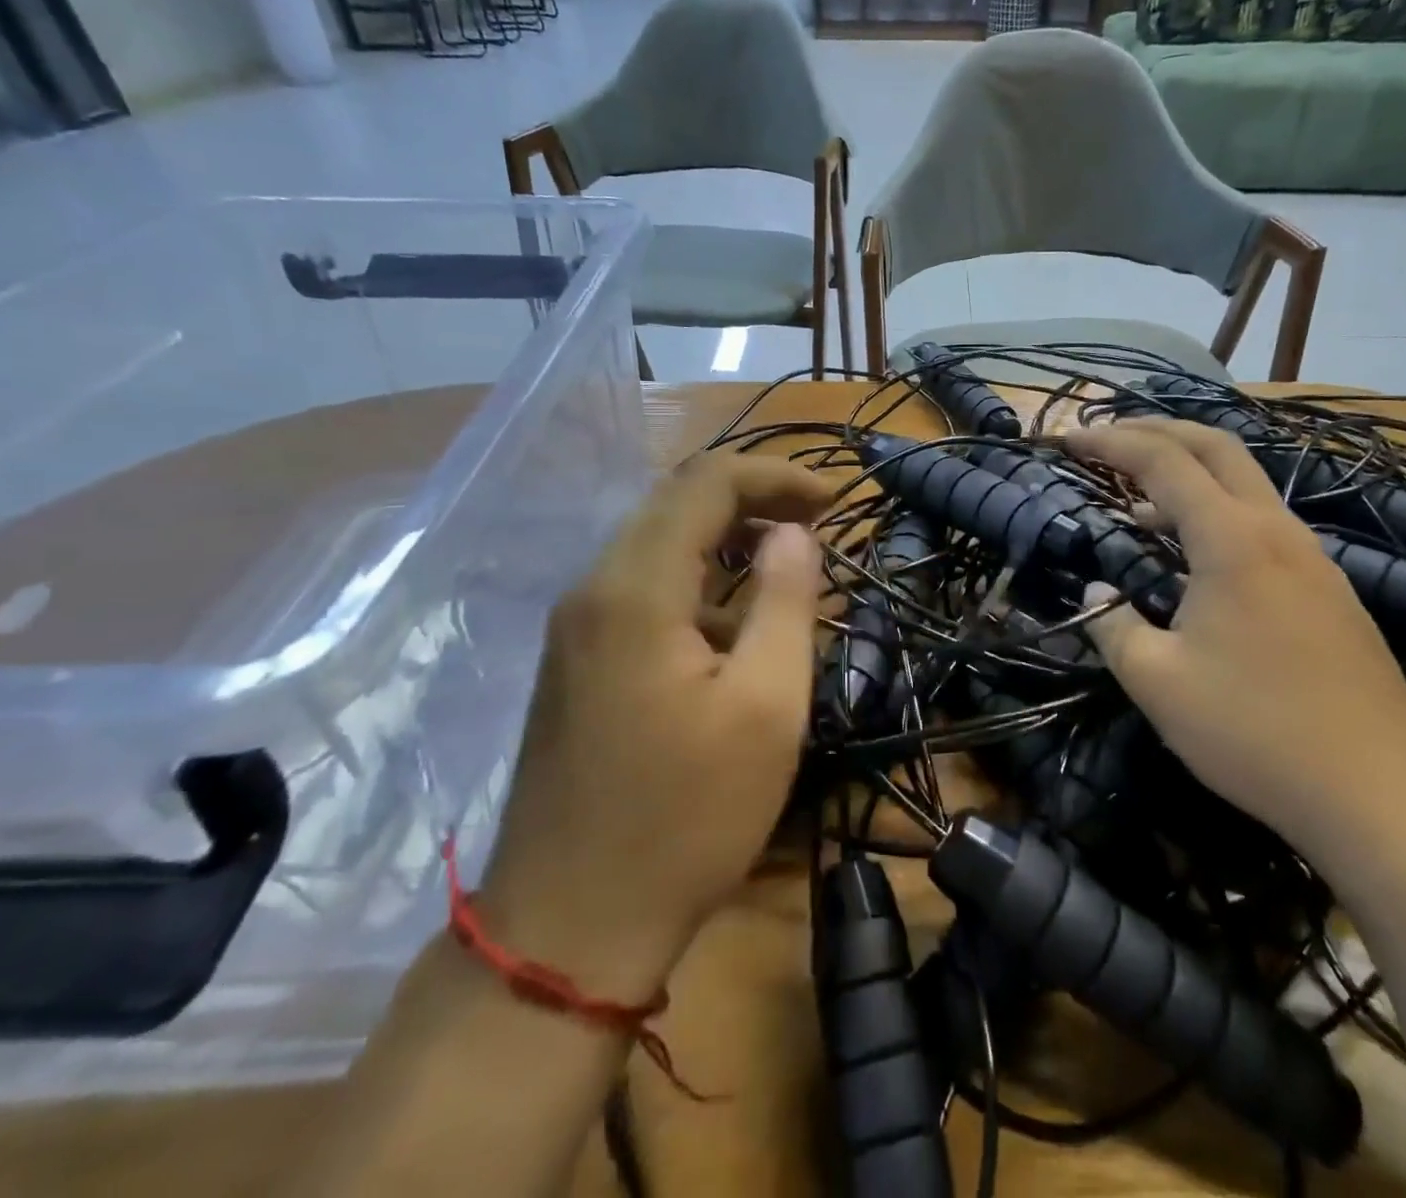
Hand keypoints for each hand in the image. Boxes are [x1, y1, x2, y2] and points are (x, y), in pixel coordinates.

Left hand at [479, 454, 830, 999]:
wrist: (569, 928)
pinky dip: (698, 582)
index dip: (777, 477)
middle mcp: (593, 589)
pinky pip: (643, 590)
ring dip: (726, 540)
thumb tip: (793, 533)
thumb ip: (785, 602)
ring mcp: (576, 627)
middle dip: (753, 499)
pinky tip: (736, 624)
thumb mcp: (765, 707)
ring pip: (658, 545)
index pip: (706, 483)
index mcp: (635, 589)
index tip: (836, 502)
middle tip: (818, 525)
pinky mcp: (576, 662)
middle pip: (676, 503)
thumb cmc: (685, 818)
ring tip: (789, 567)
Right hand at [1068, 418, 1405, 857]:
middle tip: (1106, 437)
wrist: (1381, 795)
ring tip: (1137, 498)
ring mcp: (1311, 557)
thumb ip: (1112, 626)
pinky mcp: (1329, 588)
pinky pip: (1262, 521)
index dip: (1110, 443)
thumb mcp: (1157, 683)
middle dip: (1155, 430)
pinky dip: (1216, 510)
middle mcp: (1276, 530)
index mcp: (1232, 540)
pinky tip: (1194, 554)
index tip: (1068, 440)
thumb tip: (1096, 593)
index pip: (1162, 462)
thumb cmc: (1255, 732)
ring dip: (1188, 471)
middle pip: (1215, 446)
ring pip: (1245, 482)